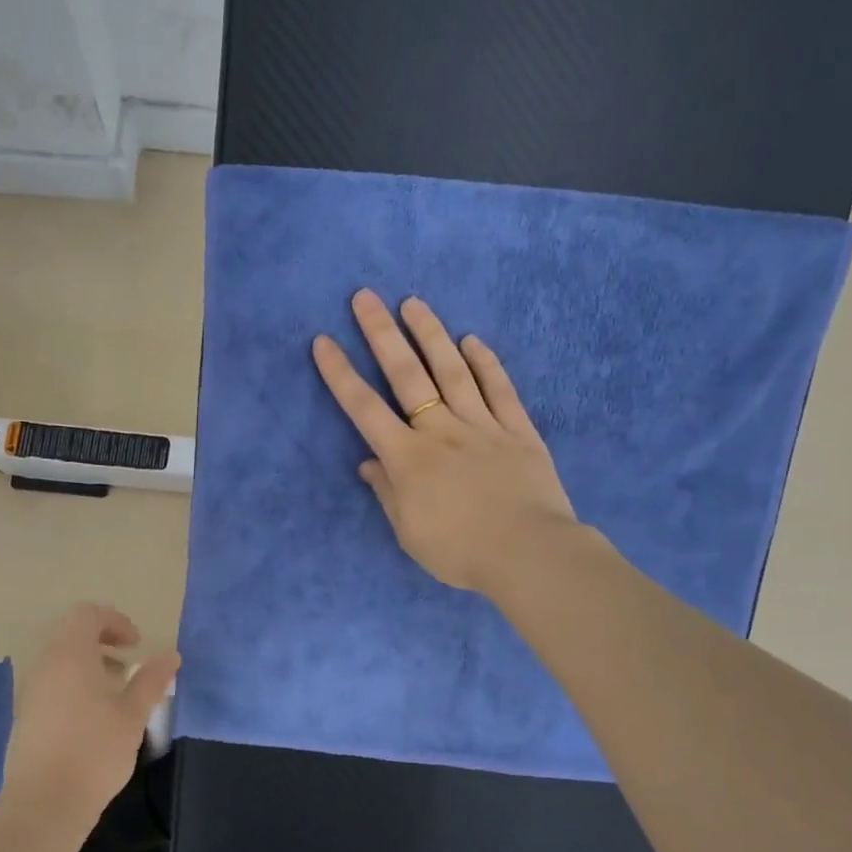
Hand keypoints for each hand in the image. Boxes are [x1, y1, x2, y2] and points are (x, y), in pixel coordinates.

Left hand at [4, 603, 179, 825]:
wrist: (44, 804)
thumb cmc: (95, 751)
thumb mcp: (133, 714)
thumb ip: (152, 680)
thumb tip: (171, 655)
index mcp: (70, 655)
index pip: (87, 614)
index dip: (115, 620)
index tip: (137, 644)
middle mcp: (45, 665)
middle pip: (71, 633)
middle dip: (103, 639)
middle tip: (129, 661)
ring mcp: (30, 690)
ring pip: (60, 658)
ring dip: (89, 662)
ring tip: (116, 689)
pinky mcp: (25, 714)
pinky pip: (51, 681)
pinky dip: (74, 682)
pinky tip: (94, 714)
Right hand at [313, 290, 577, 594]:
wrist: (528, 554)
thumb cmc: (460, 552)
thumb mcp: (409, 532)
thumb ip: (388, 493)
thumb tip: (369, 464)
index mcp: (408, 458)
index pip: (365, 409)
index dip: (341, 374)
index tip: (324, 341)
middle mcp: (441, 430)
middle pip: (407, 375)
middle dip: (382, 334)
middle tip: (365, 297)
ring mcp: (483, 425)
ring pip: (453, 371)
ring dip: (431, 334)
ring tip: (413, 303)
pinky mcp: (518, 431)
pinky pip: (500, 389)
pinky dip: (485, 363)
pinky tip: (472, 340)